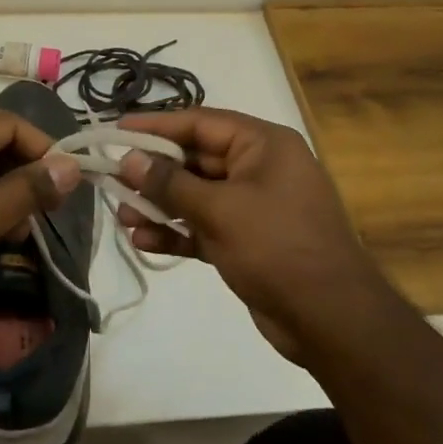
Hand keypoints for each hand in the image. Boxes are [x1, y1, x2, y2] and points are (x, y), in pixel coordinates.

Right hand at [115, 107, 383, 361]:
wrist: (331, 320)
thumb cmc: (278, 248)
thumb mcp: (220, 211)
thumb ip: (170, 184)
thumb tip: (129, 160)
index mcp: (263, 145)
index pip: (200, 123)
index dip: (156, 126)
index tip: (116, 130)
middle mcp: (258, 167)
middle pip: (195, 159)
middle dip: (153, 172)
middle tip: (111, 178)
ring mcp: (253, 206)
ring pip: (195, 195)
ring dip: (159, 205)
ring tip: (121, 216)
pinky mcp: (246, 240)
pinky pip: (203, 226)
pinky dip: (176, 232)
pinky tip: (143, 241)